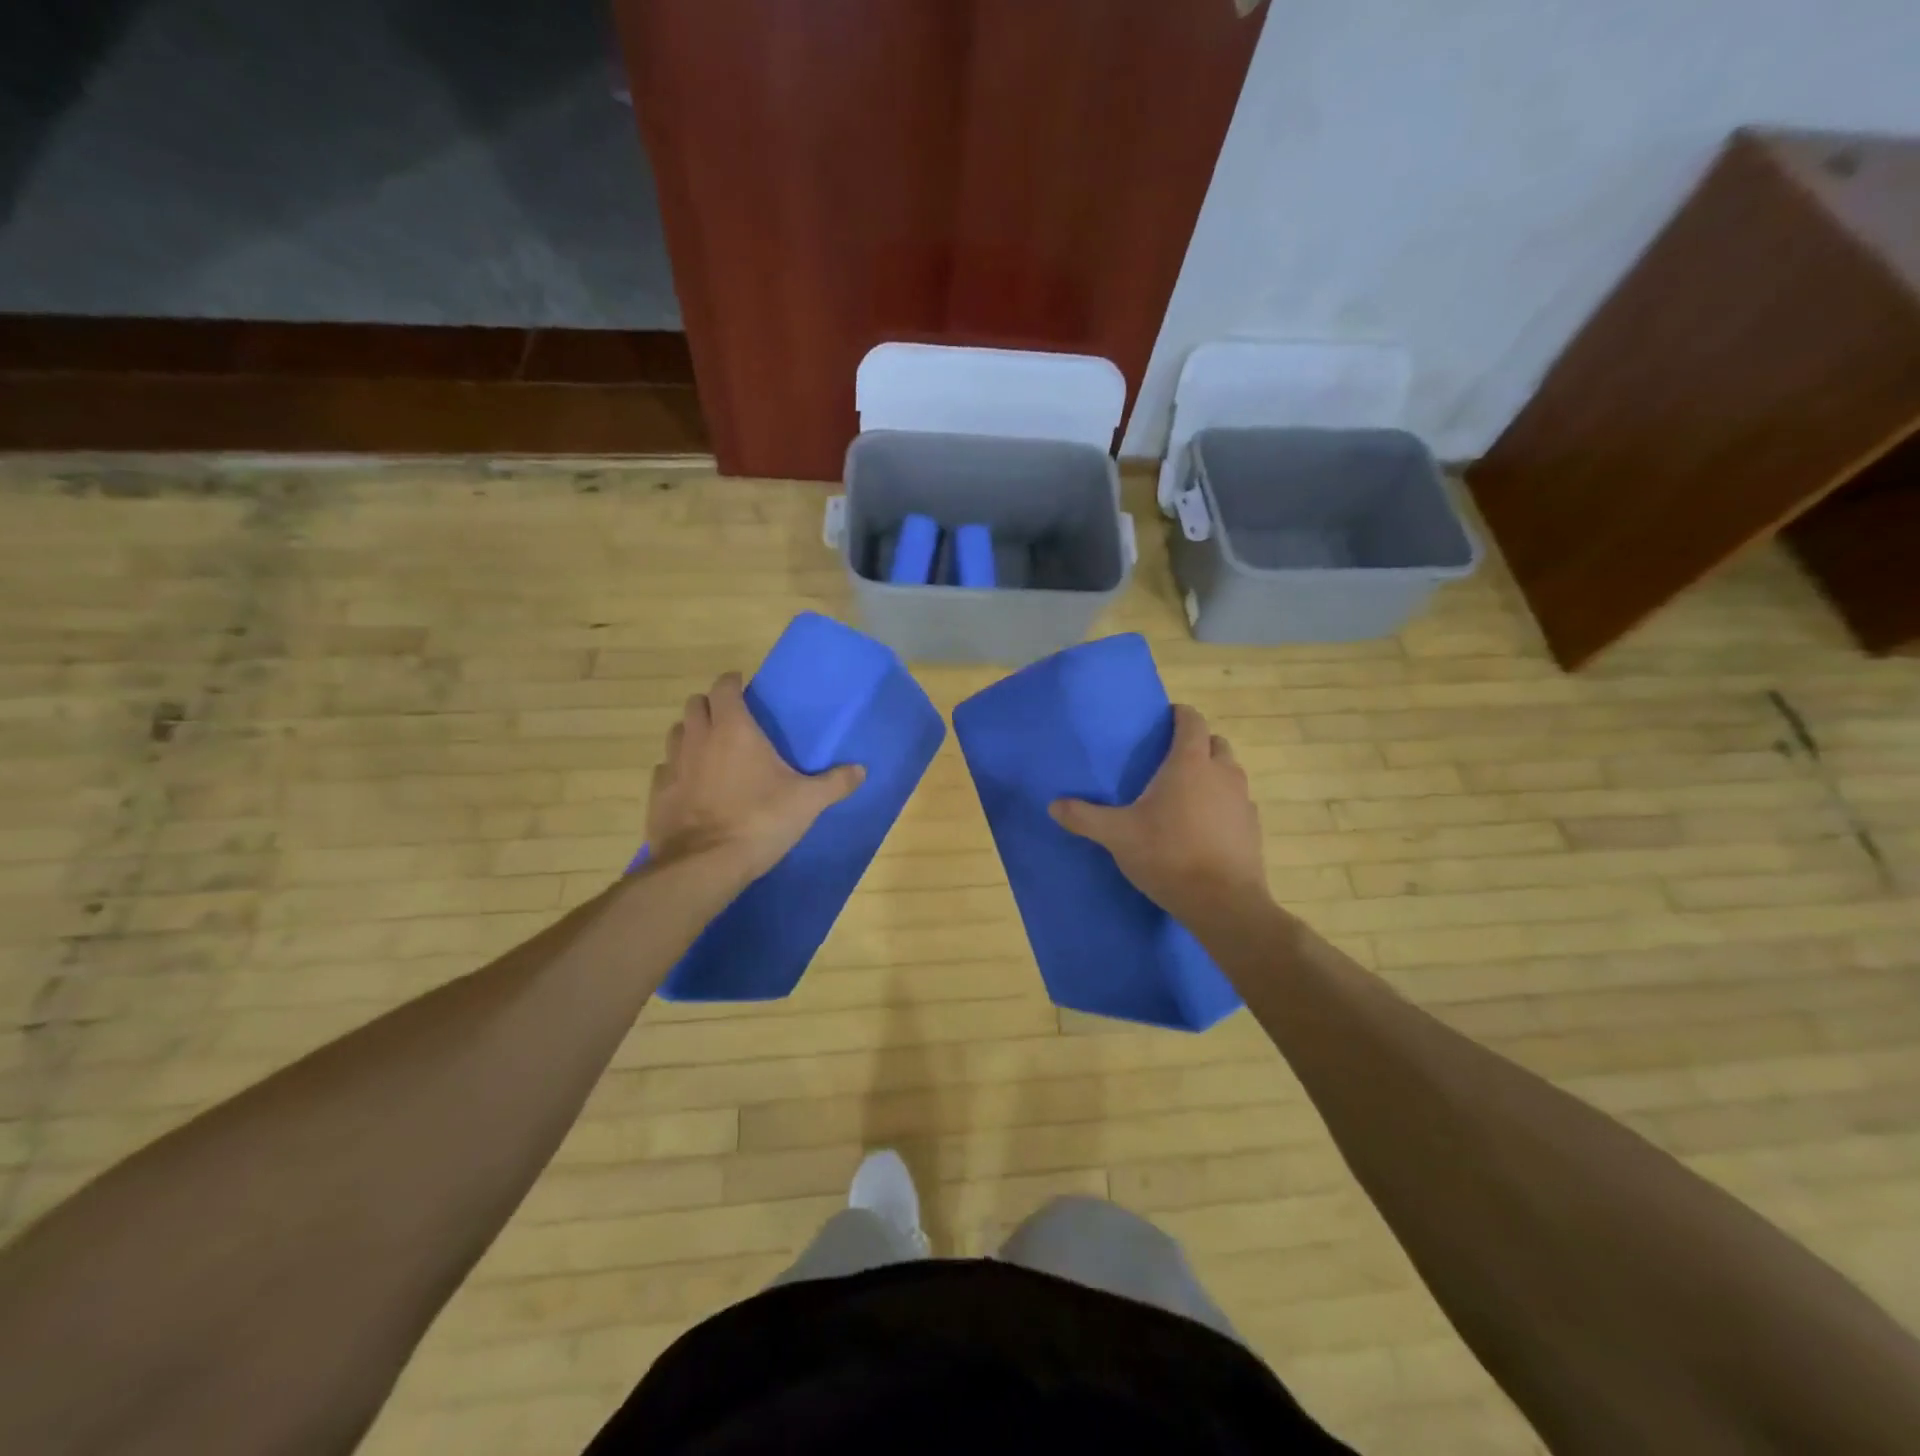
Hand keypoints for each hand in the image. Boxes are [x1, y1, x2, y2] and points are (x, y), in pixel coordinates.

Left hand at [645, 673, 863, 882]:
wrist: (705, 865)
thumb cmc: (759, 821)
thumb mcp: (808, 802)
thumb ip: (835, 783)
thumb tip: (861, 769)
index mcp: (733, 729)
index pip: (724, 687)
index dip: (732, 683)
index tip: (744, 688)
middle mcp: (698, 738)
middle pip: (694, 705)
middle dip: (711, 705)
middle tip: (730, 719)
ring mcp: (673, 765)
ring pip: (676, 733)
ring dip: (692, 733)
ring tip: (710, 749)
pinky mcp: (658, 793)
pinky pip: (666, 769)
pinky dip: (678, 769)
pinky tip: (692, 784)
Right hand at [1050, 704, 1267, 922]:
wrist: (1222, 902)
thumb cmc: (1168, 855)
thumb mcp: (1117, 835)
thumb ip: (1084, 817)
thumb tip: (1054, 805)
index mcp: (1189, 763)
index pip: (1192, 721)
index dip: (1180, 715)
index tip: (1165, 719)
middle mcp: (1222, 774)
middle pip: (1215, 743)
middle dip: (1197, 743)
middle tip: (1171, 759)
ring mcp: (1243, 801)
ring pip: (1230, 773)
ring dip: (1212, 774)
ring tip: (1186, 793)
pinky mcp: (1253, 829)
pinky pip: (1237, 804)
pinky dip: (1223, 805)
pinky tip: (1204, 826)